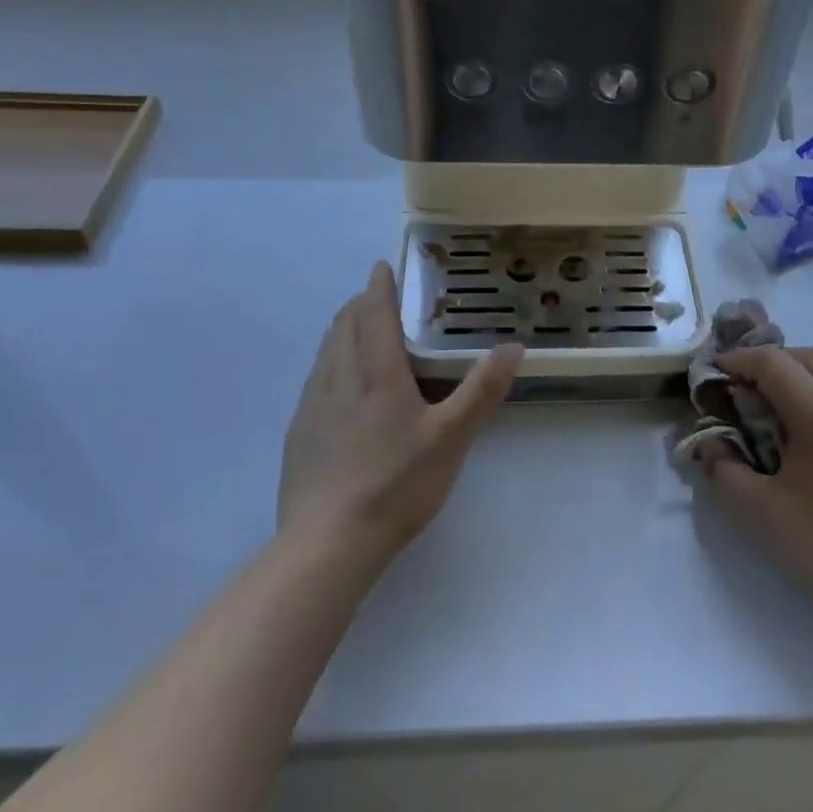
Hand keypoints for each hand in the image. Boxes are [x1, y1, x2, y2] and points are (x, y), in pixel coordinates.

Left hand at [278, 262, 521, 573]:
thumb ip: (482, 390)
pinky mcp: (299, 434)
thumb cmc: (396, 485)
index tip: (381, 267)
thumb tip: (513, 346)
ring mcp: (312, 407)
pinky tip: (339, 386)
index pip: (372, 313)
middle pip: (343, 326)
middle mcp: (338, 379)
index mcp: (377, 374)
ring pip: (325, 351)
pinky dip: (330, 362)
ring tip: (358, 331)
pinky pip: (315, 379)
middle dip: (360, 304)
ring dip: (342, 330)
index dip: (378, 287)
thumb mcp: (451, 438)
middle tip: (377, 297)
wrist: (327, 544)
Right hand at [701, 347, 812, 630]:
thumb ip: (723, 469)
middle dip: (771, 363)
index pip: (773, 363)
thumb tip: (710, 442)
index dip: (740, 360)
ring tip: (786, 404)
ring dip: (806, 373)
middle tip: (746, 389)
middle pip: (808, 357)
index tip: (717, 372)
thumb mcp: (759, 513)